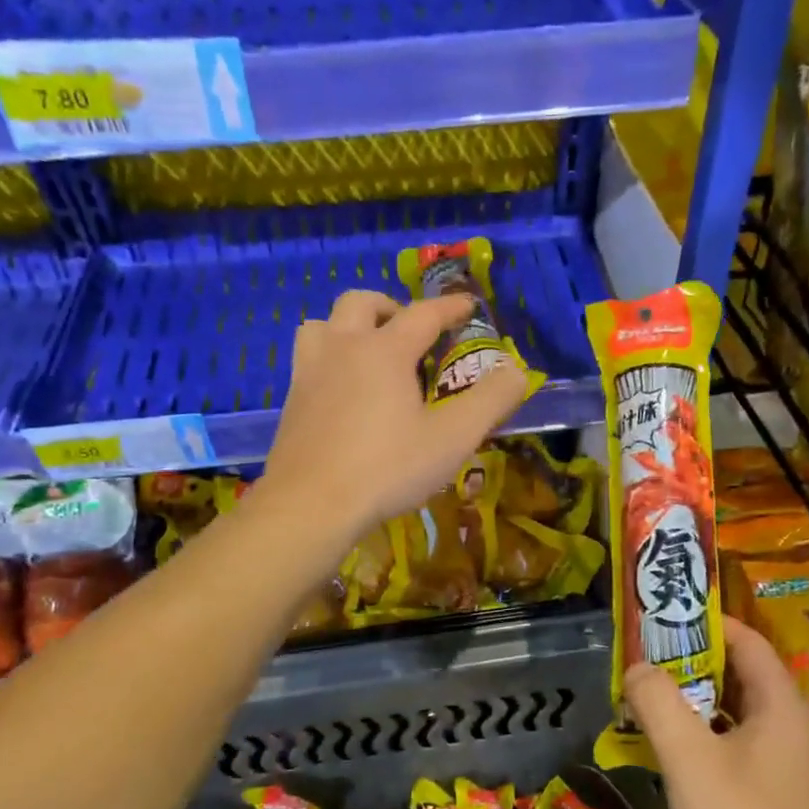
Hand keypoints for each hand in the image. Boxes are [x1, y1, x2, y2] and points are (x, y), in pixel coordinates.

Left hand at [258, 290, 528, 544]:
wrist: (311, 505)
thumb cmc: (388, 468)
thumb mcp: (453, 438)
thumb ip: (490, 400)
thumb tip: (517, 370)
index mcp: (385, 351)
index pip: (423, 314)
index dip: (450, 307)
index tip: (468, 306)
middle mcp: (343, 349)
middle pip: (360, 302)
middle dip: (390, 307)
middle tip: (410, 332)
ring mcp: (309, 373)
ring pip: (322, 325)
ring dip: (348, 327)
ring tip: (368, 352)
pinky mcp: (291, 402)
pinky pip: (308, 360)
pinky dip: (329, 359)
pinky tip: (342, 392)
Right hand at [624, 616, 808, 808]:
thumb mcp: (687, 756)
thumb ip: (657, 702)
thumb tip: (638, 668)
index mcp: (781, 705)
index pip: (747, 642)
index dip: (707, 624)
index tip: (663, 620)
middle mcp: (792, 725)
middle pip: (742, 674)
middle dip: (693, 662)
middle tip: (647, 661)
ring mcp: (789, 761)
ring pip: (738, 710)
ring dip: (696, 700)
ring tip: (651, 699)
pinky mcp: (779, 791)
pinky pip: (740, 741)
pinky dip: (707, 733)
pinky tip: (673, 748)